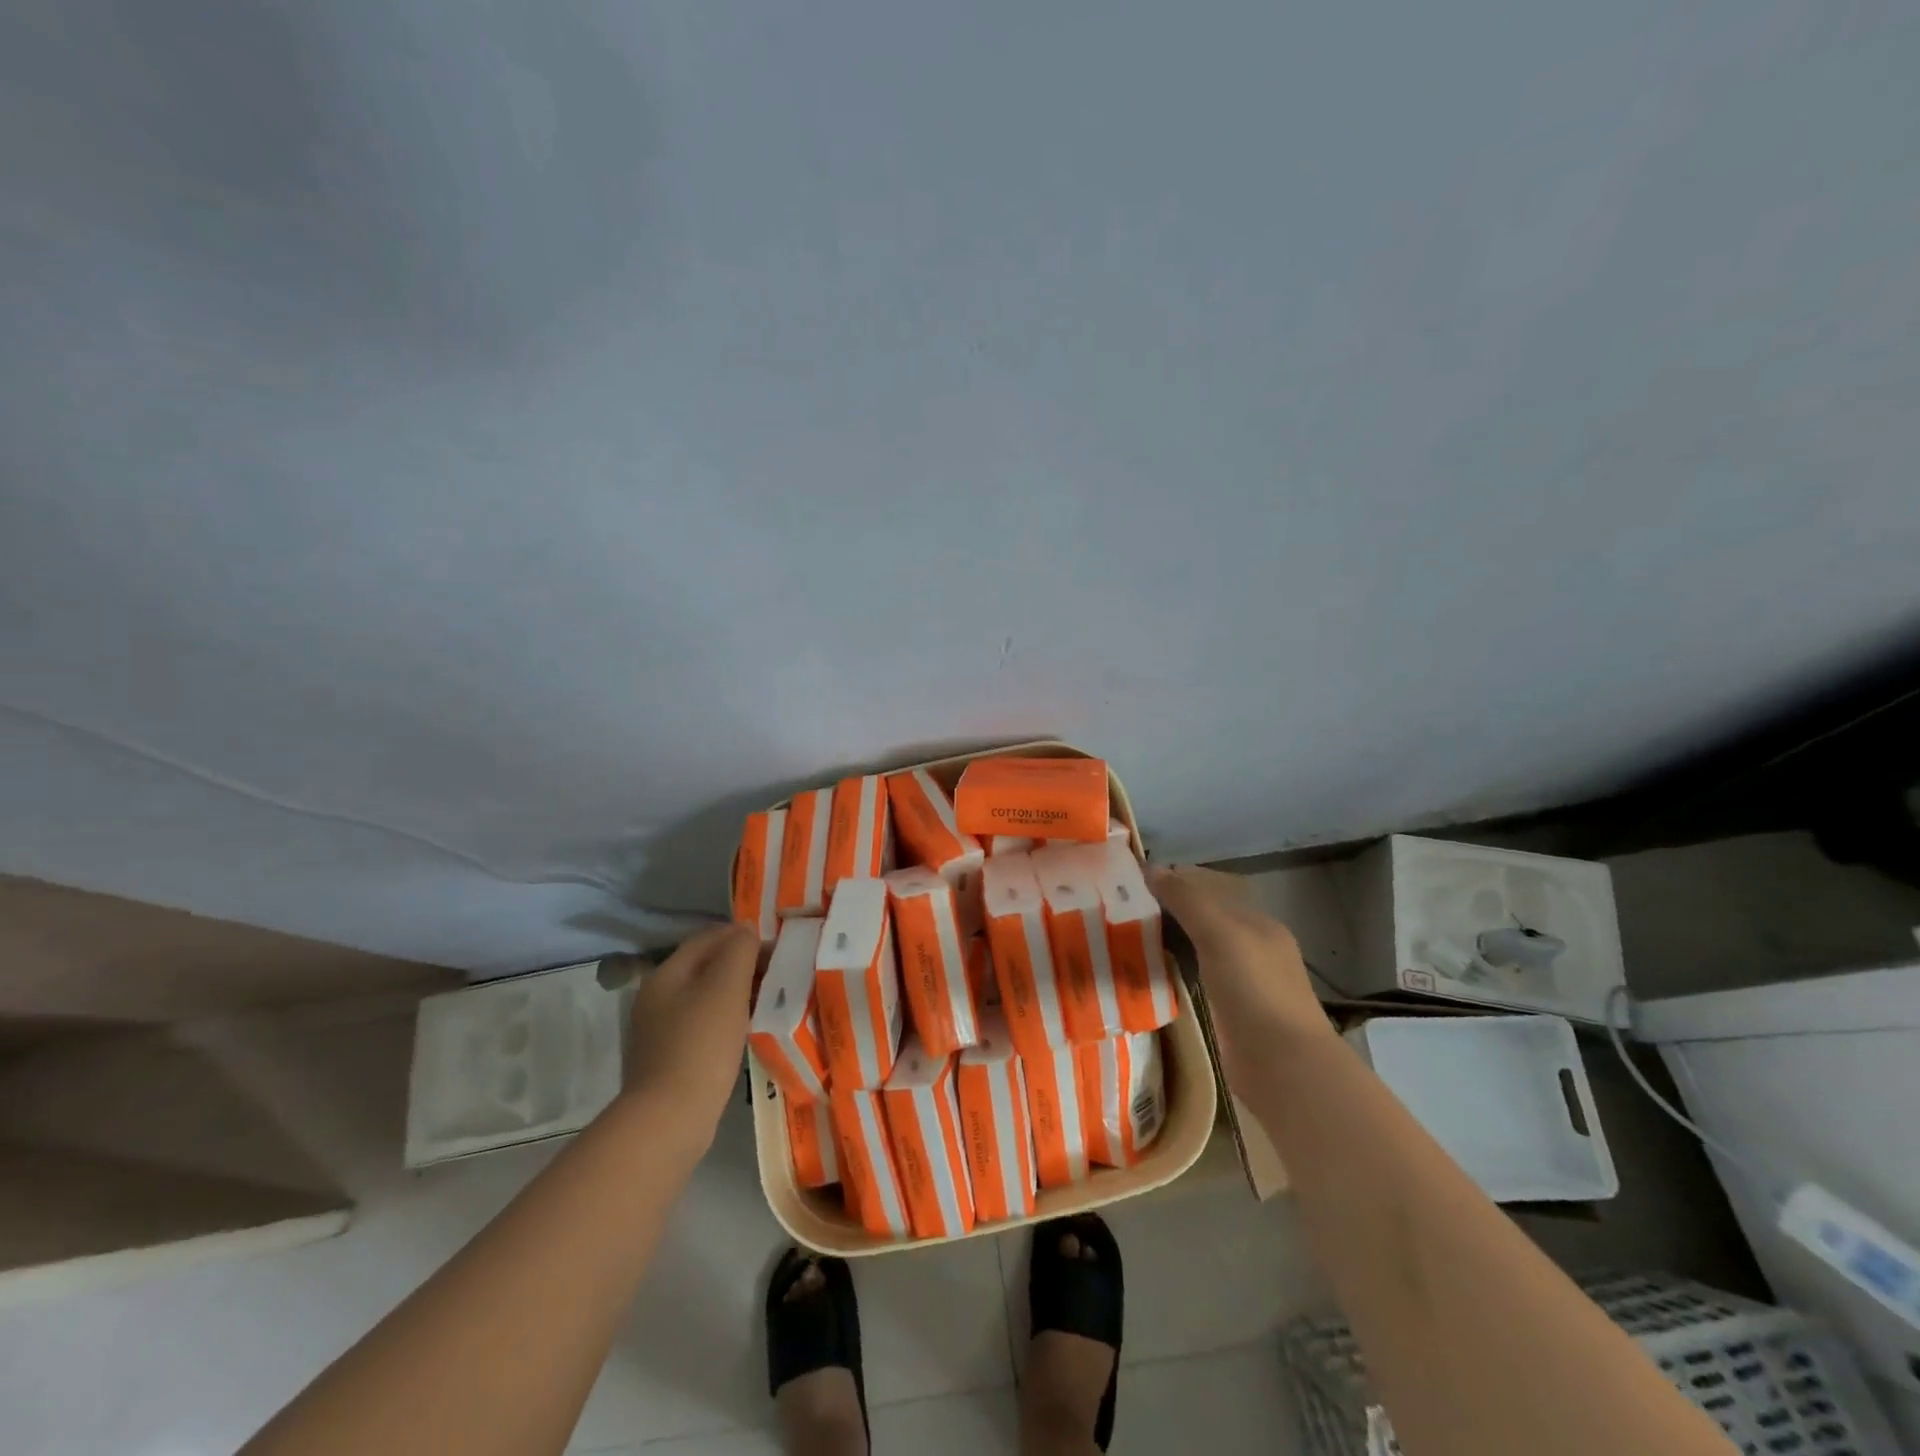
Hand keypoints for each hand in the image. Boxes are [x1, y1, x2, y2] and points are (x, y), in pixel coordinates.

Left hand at [622, 923, 758, 1147]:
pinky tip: (749, 1029)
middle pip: (707, 966)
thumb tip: (745, 930)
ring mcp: (662, 1030)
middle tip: (779, 973)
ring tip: (771, 999)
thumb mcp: (726, 987)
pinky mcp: (672, 1058)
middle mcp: (659, 997)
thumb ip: (738, 950)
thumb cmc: (701, 1044)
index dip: (743, 936)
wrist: (670, 1120)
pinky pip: (706, 1024)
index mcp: (667, 974)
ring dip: (739, 992)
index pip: (709, 937)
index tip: (777, 948)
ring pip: (708, 996)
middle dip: (743, 964)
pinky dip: (730, 1019)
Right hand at [1147, 865, 1333, 1089]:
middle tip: (1121, 907)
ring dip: (1168, 937)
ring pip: (1197, 945)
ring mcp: (1242, 979)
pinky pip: (1195, 975)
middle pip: (1203, 914)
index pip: (1209, 884)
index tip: (1132, 880)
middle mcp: (1251, 944)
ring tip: (1126, 934)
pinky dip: (1173, 967)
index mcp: (1255, 920)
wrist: (1284, 1068)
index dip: (1174, 878)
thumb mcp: (1221, 934)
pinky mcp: (1228, 1009)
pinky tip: (1148, 970)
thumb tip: (1150, 868)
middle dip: (1168, 907)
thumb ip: (1187, 899)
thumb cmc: (1255, 991)